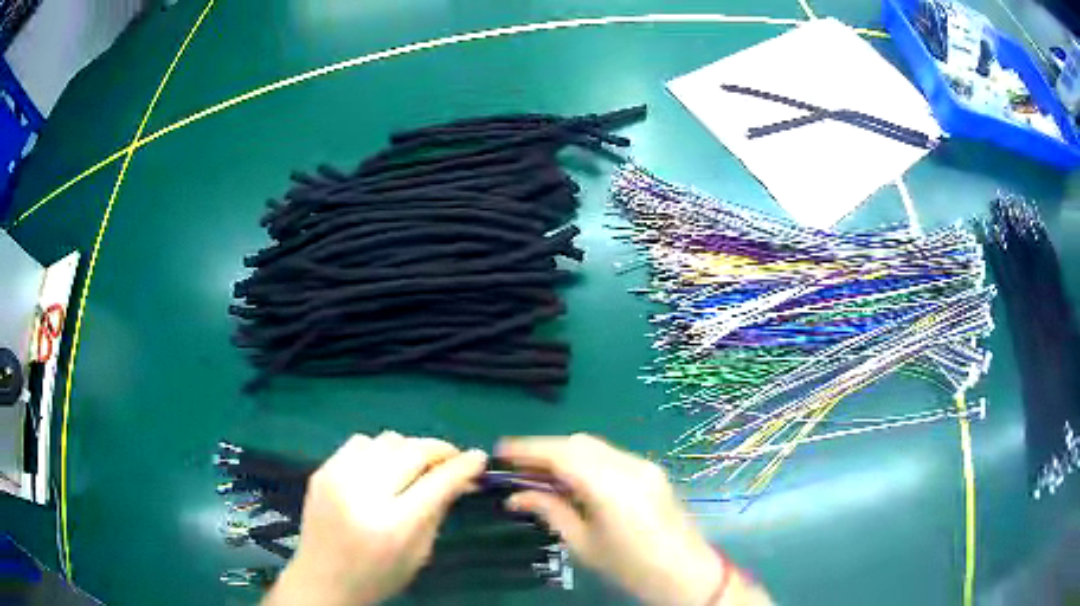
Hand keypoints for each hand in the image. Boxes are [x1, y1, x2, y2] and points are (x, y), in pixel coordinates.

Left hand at [264, 432, 486, 605]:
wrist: (322, 579)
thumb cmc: (377, 576)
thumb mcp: (419, 554)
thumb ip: (438, 512)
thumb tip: (460, 478)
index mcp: (393, 525)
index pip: (437, 483)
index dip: (463, 466)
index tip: (478, 457)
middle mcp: (363, 494)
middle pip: (412, 451)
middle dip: (440, 450)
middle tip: (452, 459)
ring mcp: (338, 478)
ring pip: (387, 439)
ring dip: (409, 449)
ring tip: (415, 466)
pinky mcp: (322, 470)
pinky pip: (360, 442)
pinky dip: (379, 450)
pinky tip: (383, 467)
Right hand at [497, 434, 724, 605]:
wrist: (685, 572)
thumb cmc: (630, 566)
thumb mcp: (584, 544)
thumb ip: (551, 511)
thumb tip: (517, 495)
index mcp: (610, 486)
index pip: (561, 454)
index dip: (528, 449)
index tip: (500, 451)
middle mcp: (629, 466)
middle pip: (578, 443)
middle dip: (544, 449)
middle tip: (517, 466)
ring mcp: (644, 465)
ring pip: (594, 446)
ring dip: (564, 453)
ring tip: (539, 473)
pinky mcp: (651, 471)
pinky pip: (610, 456)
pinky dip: (585, 461)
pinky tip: (572, 479)